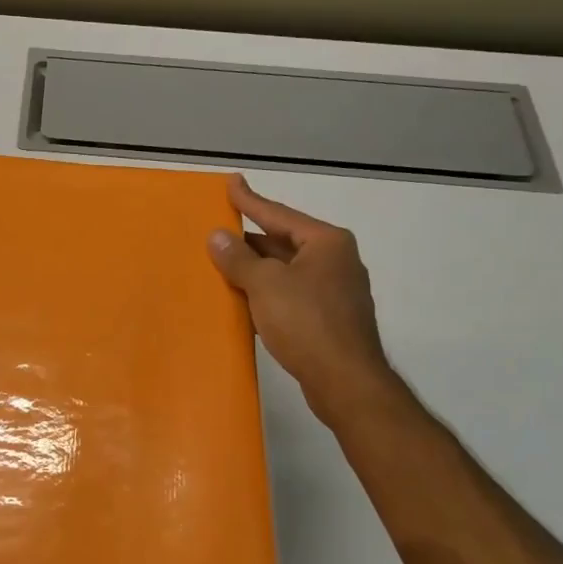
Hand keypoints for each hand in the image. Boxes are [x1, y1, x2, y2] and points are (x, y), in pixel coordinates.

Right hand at [207, 174, 401, 428]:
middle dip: (250, 239)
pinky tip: (245, 298)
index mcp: (326, 243)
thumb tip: (217, 236)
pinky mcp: (330, 318)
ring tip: (224, 262)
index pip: (279, 214)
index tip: (231, 183)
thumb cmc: (306, 323)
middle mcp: (336, 260)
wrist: (345, 380)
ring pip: (287, 270)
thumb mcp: (265, 285)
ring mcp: (336, 291)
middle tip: (219, 229)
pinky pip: (291, 293)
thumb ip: (239, 258)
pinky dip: (267, 291)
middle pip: (284, 241)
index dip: (250, 200)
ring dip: (256, 268)